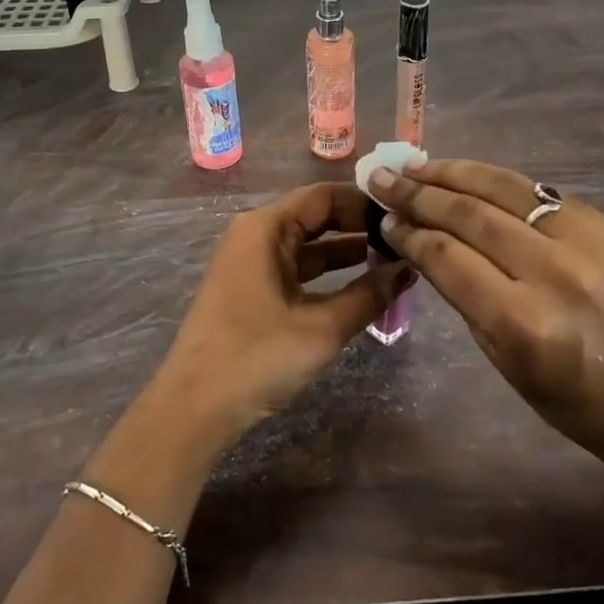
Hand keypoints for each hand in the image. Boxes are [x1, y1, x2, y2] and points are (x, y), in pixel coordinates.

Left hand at [148, 183, 413, 448]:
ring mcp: (251, 263)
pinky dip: (328, 274)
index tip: (404, 215)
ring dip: (347, 252)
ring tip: (395, 260)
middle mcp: (255, 235)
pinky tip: (362, 286)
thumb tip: (408, 269)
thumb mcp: (321, 328)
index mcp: (265, 228)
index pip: (324, 196)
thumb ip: (369, 296)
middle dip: (360, 226)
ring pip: (308, 245)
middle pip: (316, 216)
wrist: (194, 408)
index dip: (365, 203)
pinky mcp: (251, 289)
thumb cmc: (256, 357)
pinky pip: (297, 269)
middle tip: (405, 237)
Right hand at [368, 159, 603, 464]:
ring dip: (455, 173)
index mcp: (524, 323)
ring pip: (507, 189)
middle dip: (419, 193)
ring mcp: (590, 243)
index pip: (448, 257)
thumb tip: (424, 241)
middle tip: (384, 178)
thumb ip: (463, 294)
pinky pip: (542, 193)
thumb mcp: (502, 359)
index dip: (409, 232)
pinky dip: (499, 183)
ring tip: (419, 166)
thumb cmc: (569, 398)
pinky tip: (471, 177)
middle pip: (472, 216)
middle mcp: (557, 274)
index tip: (384, 218)